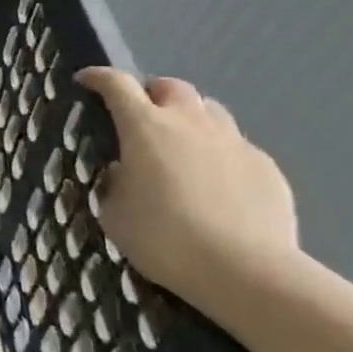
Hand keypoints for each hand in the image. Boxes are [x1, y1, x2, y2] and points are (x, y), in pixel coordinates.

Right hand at [76, 68, 300, 315]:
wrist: (246, 273)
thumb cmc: (165, 240)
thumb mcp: (114, 215)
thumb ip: (114, 184)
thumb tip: (124, 173)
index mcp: (145, 127)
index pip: (116, 84)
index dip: (98, 77)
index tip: (86, 80)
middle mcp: (189, 123)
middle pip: (170, 87)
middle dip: (151, 94)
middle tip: (141, 117)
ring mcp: (233, 142)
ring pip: (209, 111)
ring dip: (190, 119)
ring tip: (181, 146)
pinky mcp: (267, 167)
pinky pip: (237, 147)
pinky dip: (220, 154)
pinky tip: (217, 184)